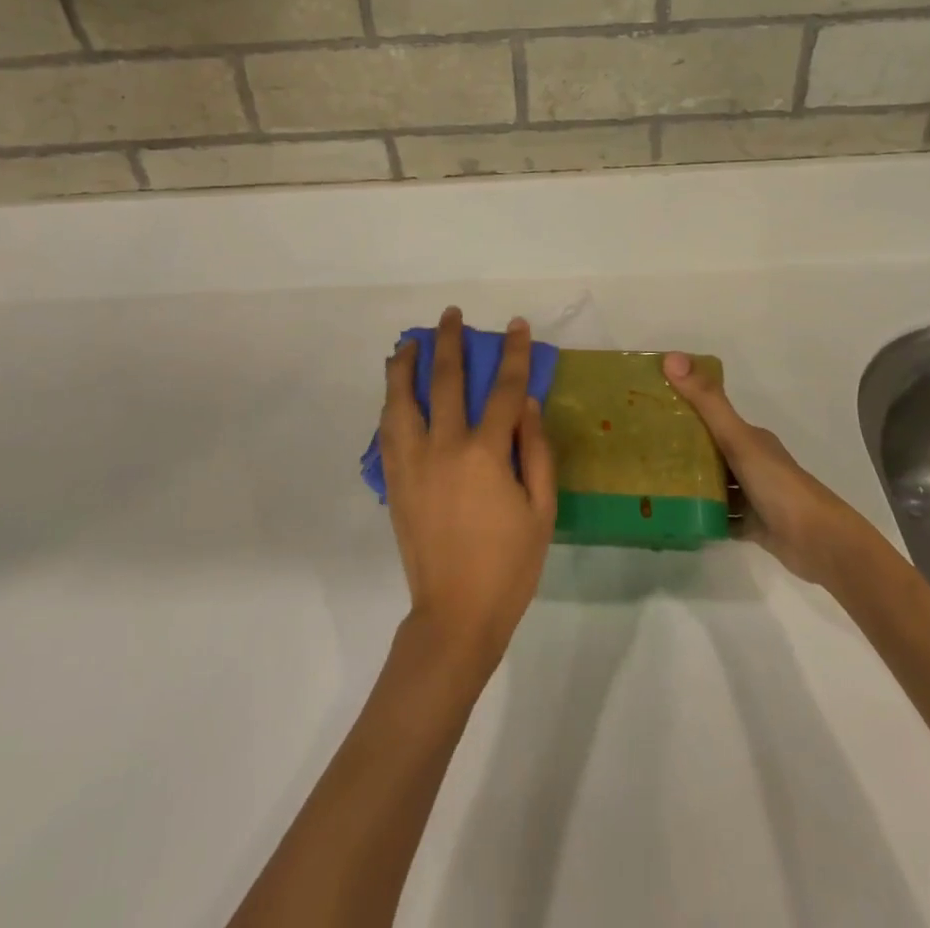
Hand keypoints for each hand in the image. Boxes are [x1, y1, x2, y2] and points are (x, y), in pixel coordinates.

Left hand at [378, 307, 556, 675]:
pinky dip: (391, 402)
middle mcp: (444, 447)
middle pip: (445, 380)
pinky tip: (395, 392)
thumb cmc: (509, 565)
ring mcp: (413, 462)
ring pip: (402, 399)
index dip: (513, 354)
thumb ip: (536, 450)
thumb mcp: (541, 509)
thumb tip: (525, 402)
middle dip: (450, 342)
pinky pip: (388, 430)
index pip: (503, 389)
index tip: (516, 326)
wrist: (455, 614)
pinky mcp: (394, 481)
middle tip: (451, 315)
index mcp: (485, 454)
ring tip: (410, 343)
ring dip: (406, 365)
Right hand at [662, 353, 872, 585]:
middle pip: (709, 451)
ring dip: (688, 484)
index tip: (648, 408)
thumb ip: (707, 401)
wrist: (819, 542)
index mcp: (750, 437)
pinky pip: (719, 517)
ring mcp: (752, 495)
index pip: (711, 416)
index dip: (683, 408)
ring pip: (713, 485)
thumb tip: (671, 358)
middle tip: (640, 449)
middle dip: (679, 449)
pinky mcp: (751, 525)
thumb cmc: (778, 484)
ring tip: (649, 483)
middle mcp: (751, 462)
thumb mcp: (738, 438)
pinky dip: (700, 516)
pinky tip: (674, 516)